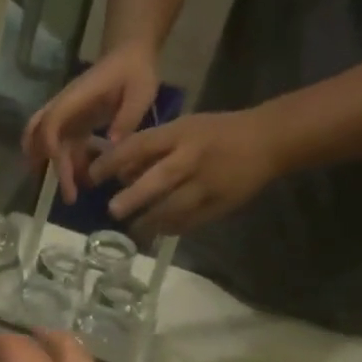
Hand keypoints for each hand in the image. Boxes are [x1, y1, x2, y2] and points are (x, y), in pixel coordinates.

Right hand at [23, 45, 162, 203]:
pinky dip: (68, 163)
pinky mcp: (74, 123)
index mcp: (76, 98)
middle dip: (41, 161)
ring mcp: (67, 115)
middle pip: (37, 133)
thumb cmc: (135, 71)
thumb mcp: (141, 91)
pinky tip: (83, 179)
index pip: (51, 122)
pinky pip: (64, 145)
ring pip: (47, 143)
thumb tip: (112, 145)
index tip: (63, 168)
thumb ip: (127, 117)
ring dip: (55, 167)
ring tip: (71, 194)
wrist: (130, 55)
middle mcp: (64, 107)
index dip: (51, 145)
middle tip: (57, 190)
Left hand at [88, 109, 277, 234]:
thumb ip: (152, 150)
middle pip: (160, 179)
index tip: (93, 176)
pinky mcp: (220, 204)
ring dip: (150, 221)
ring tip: (132, 230)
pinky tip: (157, 233)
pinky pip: (191, 221)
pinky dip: (171, 228)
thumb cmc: (216, 133)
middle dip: (134, 196)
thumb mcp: (183, 128)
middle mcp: (192, 158)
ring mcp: (208, 183)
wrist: (268, 141)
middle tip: (112, 210)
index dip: (113, 161)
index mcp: (180, 134)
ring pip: (175, 207)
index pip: (140, 146)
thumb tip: (119, 173)